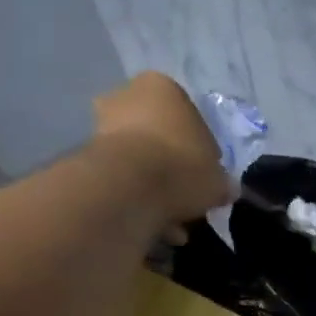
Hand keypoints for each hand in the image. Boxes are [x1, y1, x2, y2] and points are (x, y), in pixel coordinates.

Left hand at [90, 72, 230, 239]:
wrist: (131, 187)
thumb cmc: (183, 167)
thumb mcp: (217, 178)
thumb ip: (221, 182)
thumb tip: (227, 190)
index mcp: (162, 87)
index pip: (189, 120)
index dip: (201, 154)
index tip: (205, 179)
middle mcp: (127, 96)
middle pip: (159, 139)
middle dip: (173, 173)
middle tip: (187, 201)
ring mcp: (102, 125)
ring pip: (139, 164)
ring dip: (155, 193)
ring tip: (172, 226)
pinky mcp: (88, 156)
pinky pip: (122, 181)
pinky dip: (137, 203)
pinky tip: (153, 228)